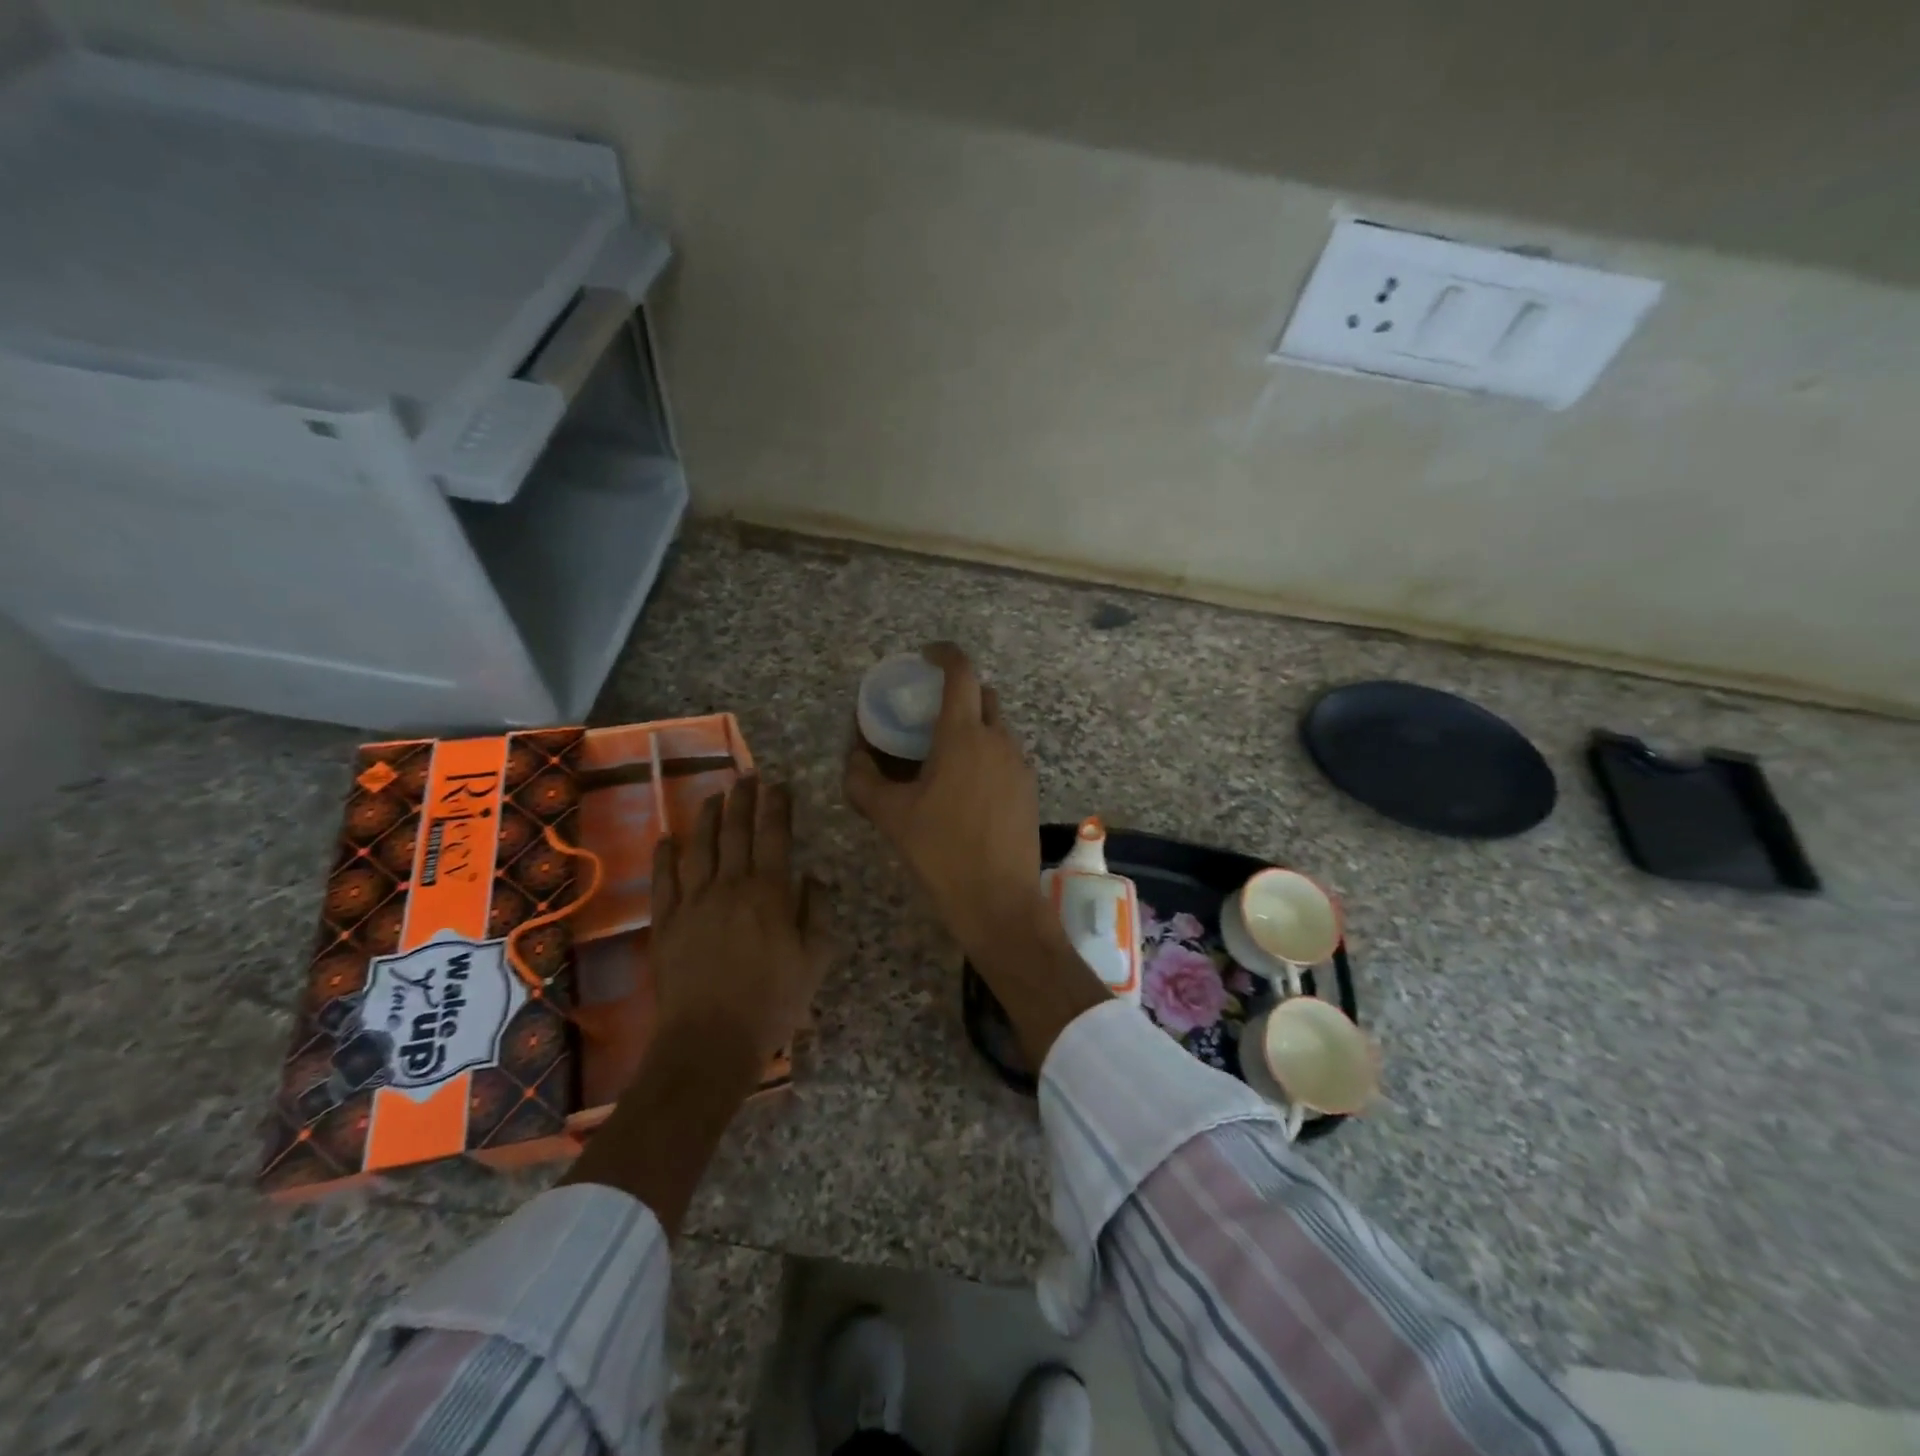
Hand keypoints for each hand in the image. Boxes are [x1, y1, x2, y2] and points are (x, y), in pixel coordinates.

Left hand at [651, 776, 830, 1065]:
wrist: (710, 1041)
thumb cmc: (772, 1002)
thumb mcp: (815, 960)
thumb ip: (818, 913)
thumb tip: (815, 877)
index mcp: (770, 893)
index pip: (775, 837)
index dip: (777, 807)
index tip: (779, 786)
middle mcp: (730, 886)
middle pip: (736, 832)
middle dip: (743, 800)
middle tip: (748, 776)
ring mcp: (693, 902)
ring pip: (699, 848)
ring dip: (707, 818)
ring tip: (714, 795)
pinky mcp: (666, 923)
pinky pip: (664, 880)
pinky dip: (665, 856)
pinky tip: (666, 838)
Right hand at [845, 643, 1042, 956]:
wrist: (998, 900)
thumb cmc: (940, 852)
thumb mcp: (890, 816)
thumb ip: (863, 780)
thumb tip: (853, 756)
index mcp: (963, 736)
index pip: (961, 673)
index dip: (945, 654)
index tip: (927, 655)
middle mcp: (998, 740)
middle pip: (982, 696)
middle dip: (958, 692)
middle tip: (929, 711)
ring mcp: (1019, 764)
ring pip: (997, 726)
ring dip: (973, 725)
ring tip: (944, 752)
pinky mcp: (1029, 788)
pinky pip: (1006, 754)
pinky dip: (986, 752)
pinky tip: (966, 785)